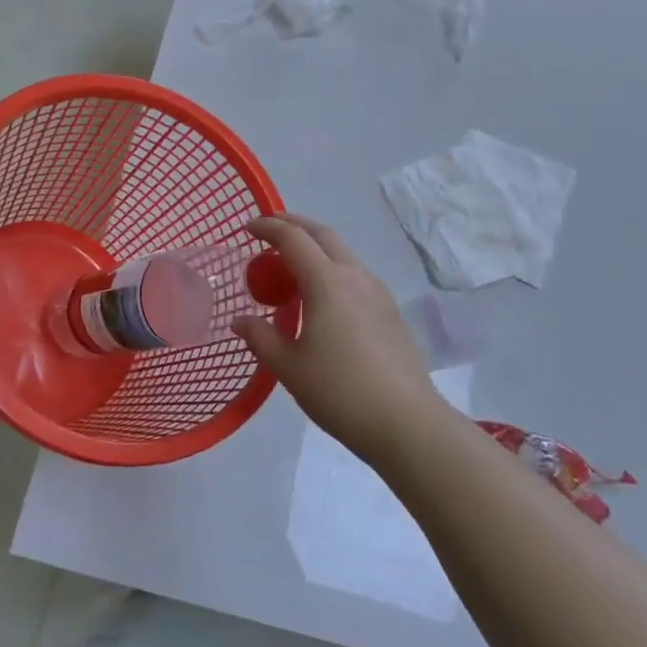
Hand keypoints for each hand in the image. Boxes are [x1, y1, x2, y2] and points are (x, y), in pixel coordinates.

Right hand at [233, 214, 440, 463]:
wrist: (405, 422)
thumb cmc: (339, 391)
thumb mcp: (289, 367)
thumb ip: (261, 337)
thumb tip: (240, 320)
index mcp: (326, 282)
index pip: (293, 238)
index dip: (268, 227)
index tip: (248, 227)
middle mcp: (354, 276)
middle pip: (322, 234)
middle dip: (295, 225)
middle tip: (270, 232)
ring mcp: (377, 291)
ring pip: (343, 253)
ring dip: (315, 248)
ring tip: (293, 269)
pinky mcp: (390, 310)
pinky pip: (355, 275)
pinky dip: (332, 270)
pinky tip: (323, 298)